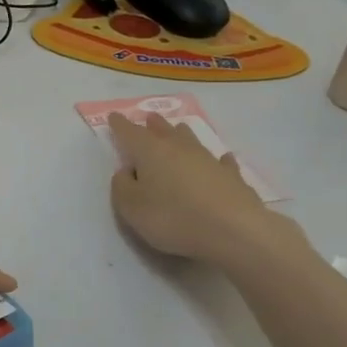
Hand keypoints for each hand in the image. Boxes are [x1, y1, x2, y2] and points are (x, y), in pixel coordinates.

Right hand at [107, 113, 308, 267]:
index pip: (130, 133)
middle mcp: (179, 149)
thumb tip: (126, 171)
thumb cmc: (173, 217)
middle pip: (163, 131)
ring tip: (178, 128)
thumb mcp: (131, 208)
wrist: (233, 230)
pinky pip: (222, 162)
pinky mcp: (232, 177)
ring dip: (182, 134)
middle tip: (149, 118)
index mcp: (150, 152)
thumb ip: (122, 187)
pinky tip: (224, 158)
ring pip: (191, 140)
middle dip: (153, 125)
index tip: (114, 116)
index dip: (120, 125)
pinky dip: (219, 159)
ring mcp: (208, 160)